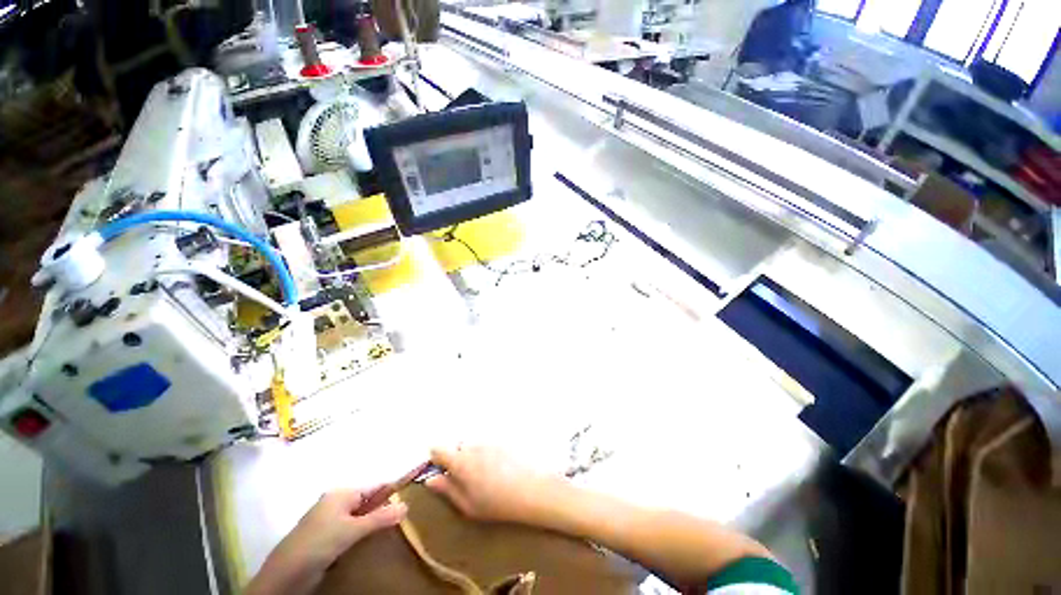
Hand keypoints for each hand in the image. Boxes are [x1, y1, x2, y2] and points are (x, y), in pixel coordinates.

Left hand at [246, 489, 406, 594]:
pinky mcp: (325, 537)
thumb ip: (380, 518)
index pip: (375, 487)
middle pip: (368, 501)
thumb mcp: (352, 531)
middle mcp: (336, 502)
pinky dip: (362, 534)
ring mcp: (329, 520)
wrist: (284, 575)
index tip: (411, 499)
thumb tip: (407, 505)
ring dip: (373, 524)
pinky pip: (350, 530)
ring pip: (360, 517)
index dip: (392, 492)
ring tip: (391, 531)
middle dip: (383, 509)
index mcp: (342, 493)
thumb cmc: (319, 543)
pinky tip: (370, 543)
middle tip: (403, 519)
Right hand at [426, 446, 560, 523]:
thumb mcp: (467, 505)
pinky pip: (489, 442)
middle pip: (457, 445)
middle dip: (458, 457)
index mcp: (460, 461)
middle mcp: (472, 444)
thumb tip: (430, 479)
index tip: (441, 470)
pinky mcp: (502, 438)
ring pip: (474, 443)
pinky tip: (499, 466)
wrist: (531, 489)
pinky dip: (489, 451)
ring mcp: (489, 439)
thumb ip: (447, 489)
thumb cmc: (496, 503)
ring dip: (474, 453)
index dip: (436, 459)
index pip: (437, 449)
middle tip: (467, 477)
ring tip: (486, 473)